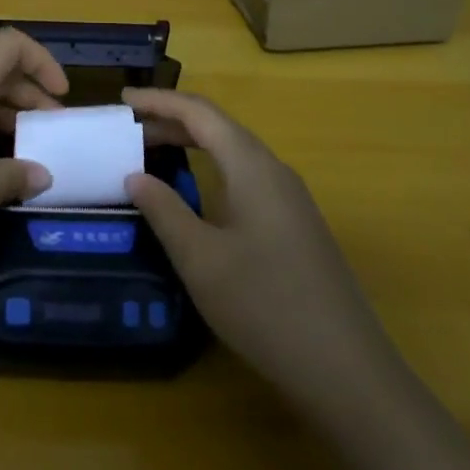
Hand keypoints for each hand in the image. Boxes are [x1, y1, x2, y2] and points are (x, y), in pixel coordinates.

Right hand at [121, 88, 388, 407]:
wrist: (346, 370)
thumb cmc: (264, 305)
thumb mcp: (200, 259)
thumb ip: (164, 211)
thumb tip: (135, 176)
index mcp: (252, 166)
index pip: (200, 113)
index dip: (160, 101)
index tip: (123, 100)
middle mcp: (274, 171)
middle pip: (219, 128)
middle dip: (173, 121)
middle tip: (130, 128)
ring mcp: (290, 199)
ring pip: (234, 153)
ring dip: (193, 144)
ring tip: (154, 152)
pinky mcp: (296, 226)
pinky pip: (246, 177)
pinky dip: (213, 169)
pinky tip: (197, 195)